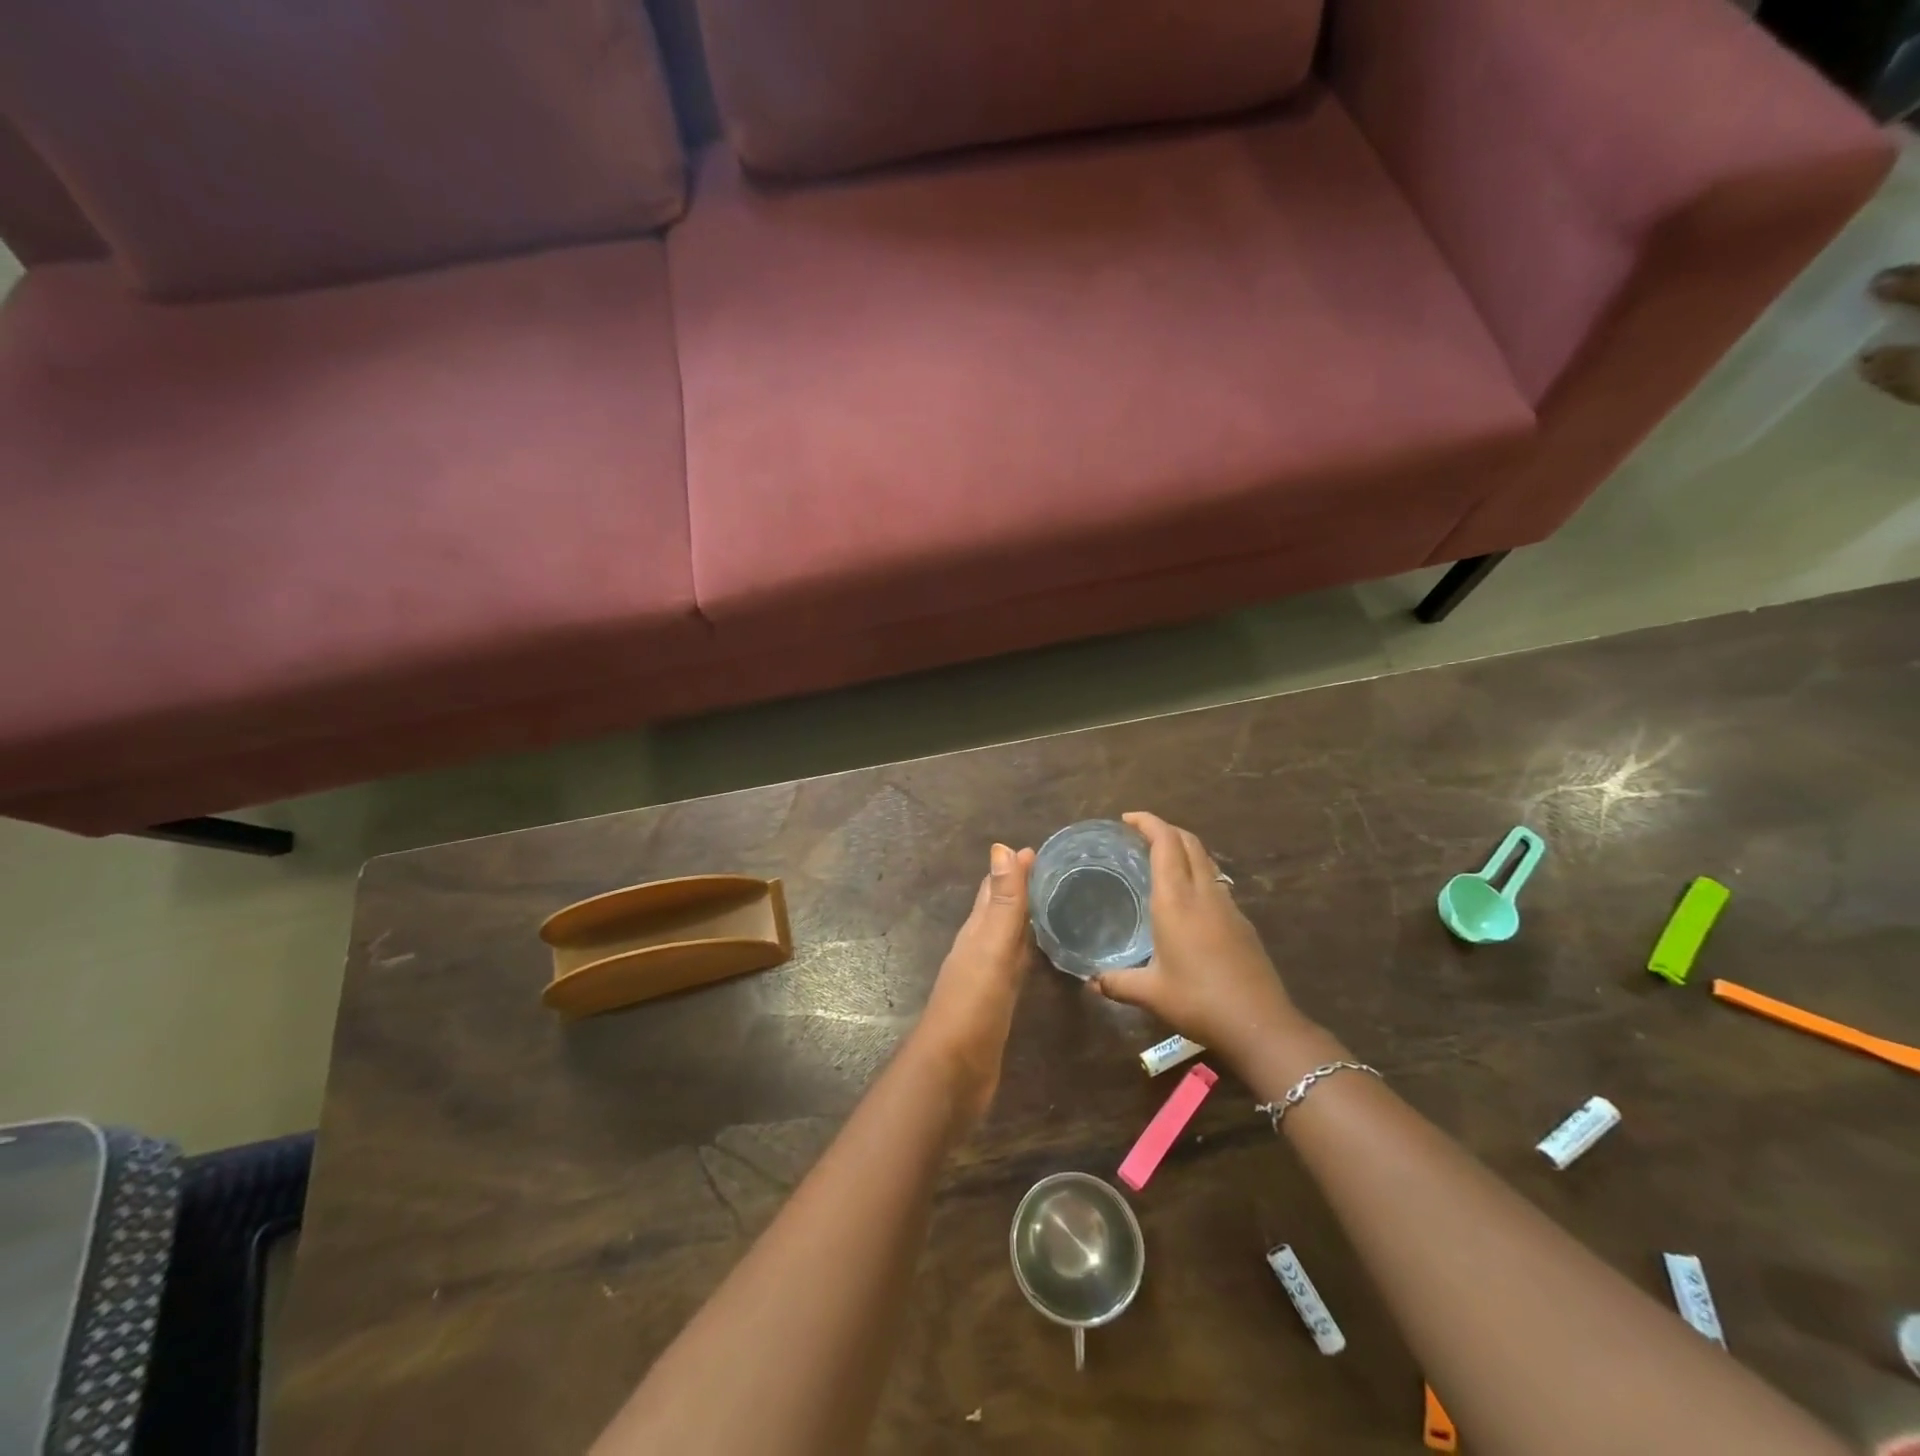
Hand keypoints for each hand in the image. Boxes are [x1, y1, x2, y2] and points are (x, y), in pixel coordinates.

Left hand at [914, 843, 1036, 1129]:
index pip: (995, 889)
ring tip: (1054, 906)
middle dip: (1021, 889)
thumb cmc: (973, 1004)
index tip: (1041, 849)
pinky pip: (1015, 967)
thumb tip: (1003, 847)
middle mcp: (979, 948)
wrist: (952, 1072)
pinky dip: (1026, 953)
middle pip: (1000, 910)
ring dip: (1025, 920)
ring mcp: (987, 977)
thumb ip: (1001, 902)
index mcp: (977, 931)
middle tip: (1055, 872)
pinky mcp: (997, 1004)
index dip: (1014, 869)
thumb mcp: (991, 947)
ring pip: (1008, 937)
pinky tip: (1037, 956)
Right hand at [1092, 812, 1301, 1069]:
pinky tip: (1187, 898)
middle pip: (1188, 842)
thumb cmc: (1198, 1001)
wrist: (1259, 1024)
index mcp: (1176, 900)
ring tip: (1161, 859)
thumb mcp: (1150, 993)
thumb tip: (1091, 981)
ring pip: (1206, 860)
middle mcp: (1203, 893)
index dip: (1148, 822)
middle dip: (1165, 829)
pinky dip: (1198, 872)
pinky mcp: (1242, 922)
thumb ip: (1117, 982)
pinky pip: (1216, 882)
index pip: (1165, 843)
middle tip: (1139, 834)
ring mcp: (1227, 906)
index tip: (1127, 819)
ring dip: (1184, 848)